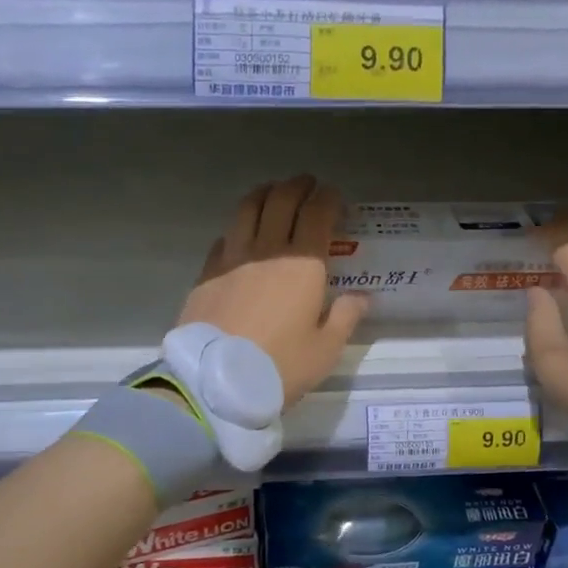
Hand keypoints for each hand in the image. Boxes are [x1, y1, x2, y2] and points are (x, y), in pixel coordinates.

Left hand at [178, 176, 368, 407]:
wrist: (216, 382)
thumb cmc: (280, 366)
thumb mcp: (325, 350)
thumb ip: (345, 317)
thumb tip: (361, 297)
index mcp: (303, 264)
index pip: (317, 214)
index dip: (328, 199)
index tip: (335, 197)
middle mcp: (267, 250)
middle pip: (281, 201)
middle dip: (298, 187)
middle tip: (308, 185)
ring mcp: (232, 258)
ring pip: (247, 209)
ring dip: (264, 194)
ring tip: (273, 193)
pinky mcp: (206, 273)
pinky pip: (225, 238)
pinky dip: (238, 228)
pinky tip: (240, 236)